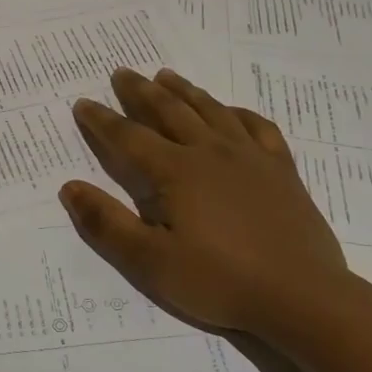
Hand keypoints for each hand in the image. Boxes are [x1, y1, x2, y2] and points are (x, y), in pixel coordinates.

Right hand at [60, 68, 353, 338]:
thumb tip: (69, 187)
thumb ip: (107, 223)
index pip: (129, 137)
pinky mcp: (282, 170)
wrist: (303, 298)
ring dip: (185, 91)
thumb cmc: (220, 281)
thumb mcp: (151, 262)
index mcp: (176, 172)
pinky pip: (258, 128)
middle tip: (122, 73)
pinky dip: (239, 113)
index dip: (102, 120)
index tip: (83, 103)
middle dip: (141, 91)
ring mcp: (250, 157)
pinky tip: (232, 112)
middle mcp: (211, 152)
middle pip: (169, 111)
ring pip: (211, 110)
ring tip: (166, 76)